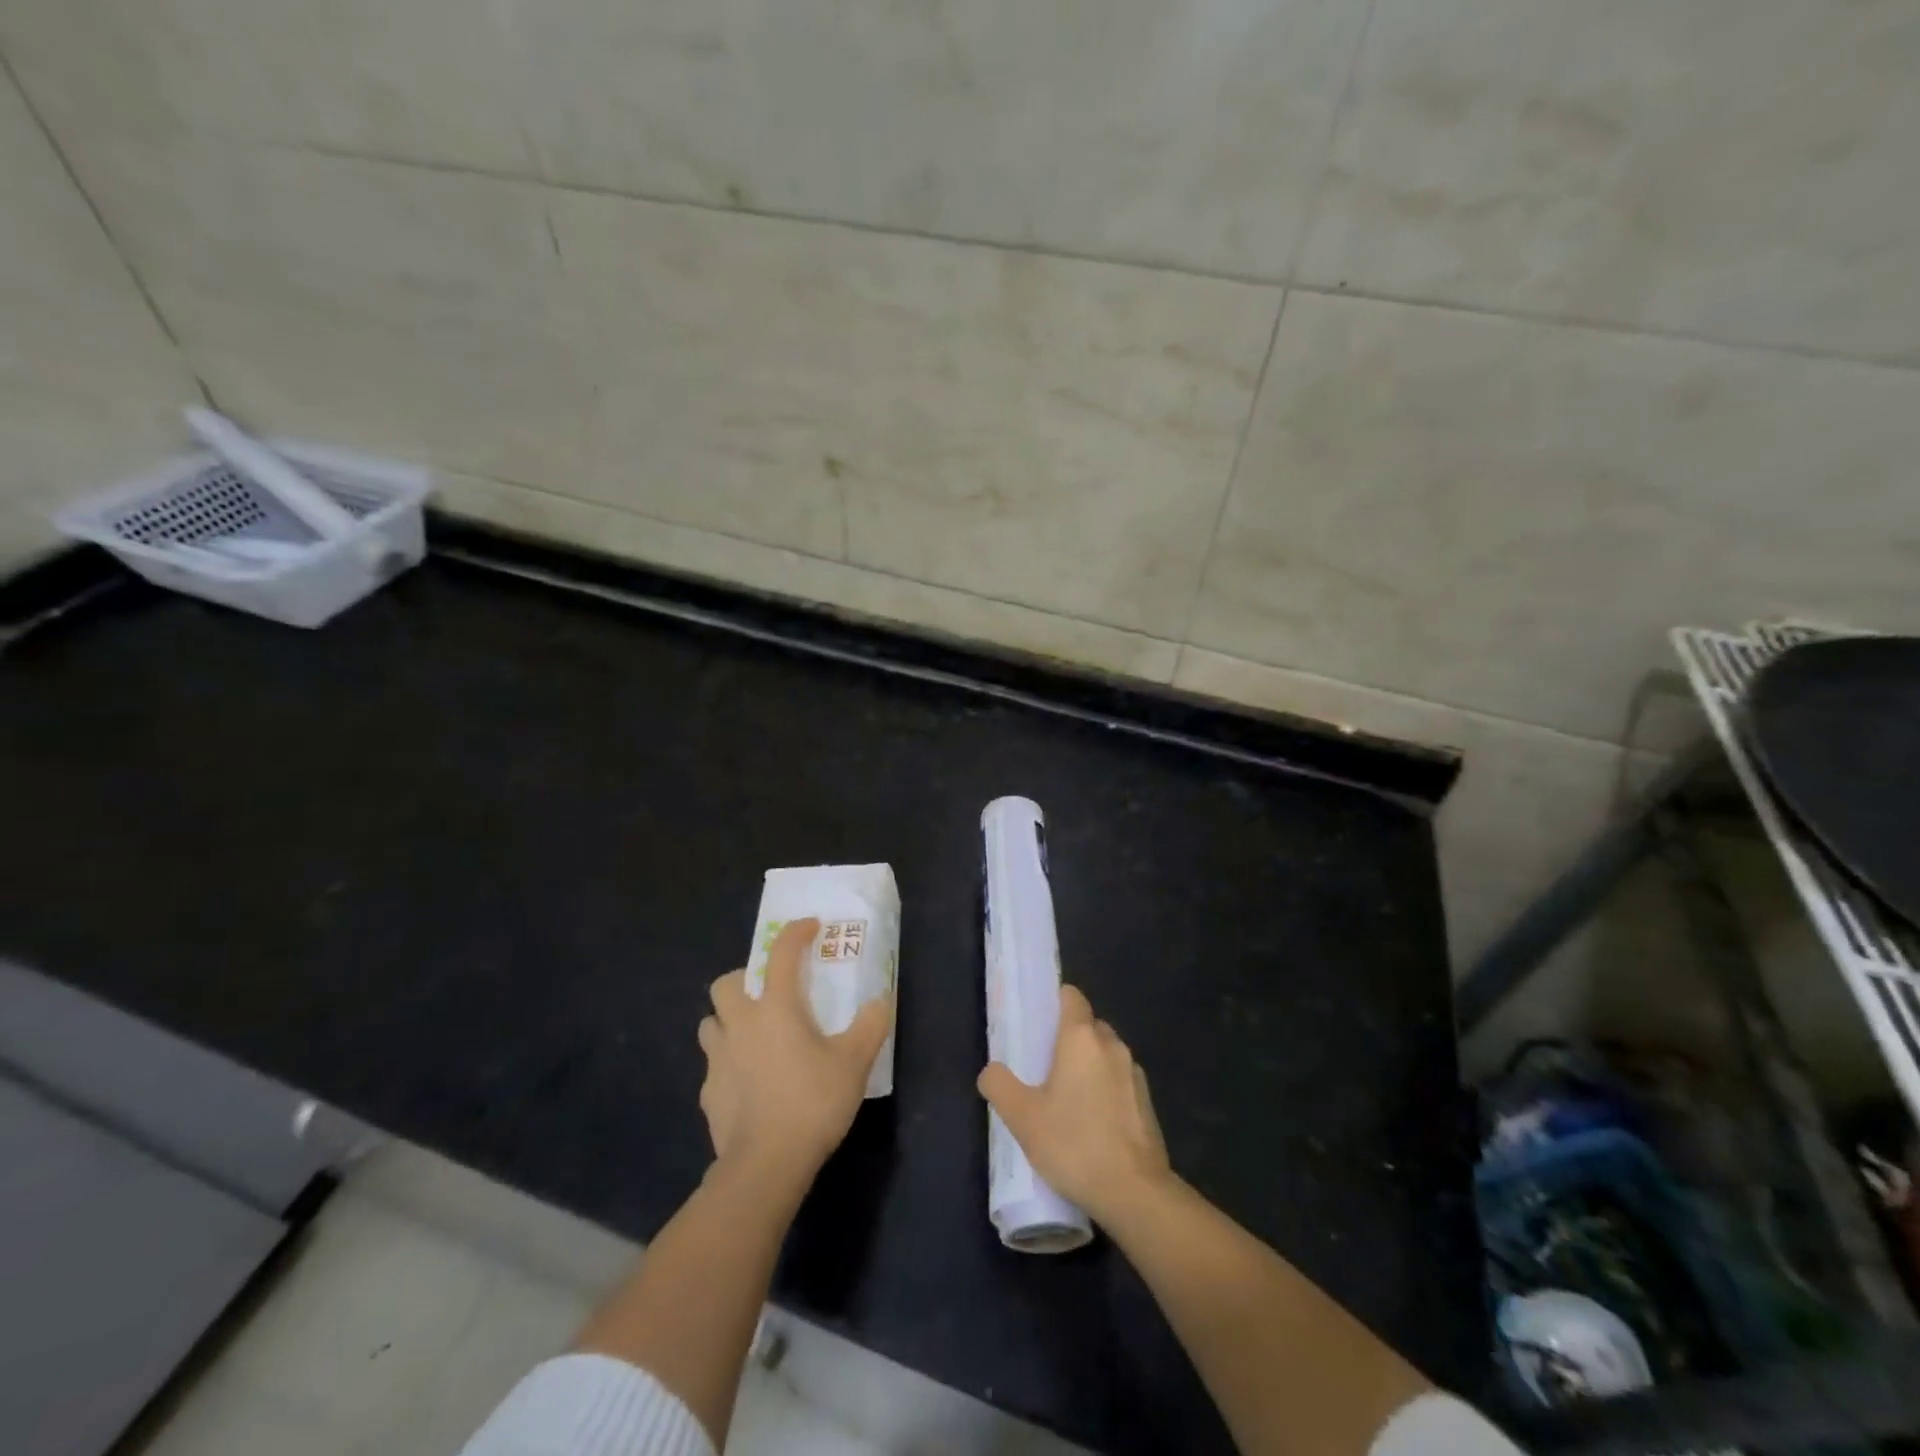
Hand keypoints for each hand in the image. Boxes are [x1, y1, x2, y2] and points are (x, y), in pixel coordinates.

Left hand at [699, 918, 892, 1188]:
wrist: (766, 1164)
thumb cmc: (812, 1102)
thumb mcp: (855, 1062)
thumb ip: (870, 1025)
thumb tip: (878, 1002)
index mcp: (776, 1008)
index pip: (781, 954)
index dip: (795, 933)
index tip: (810, 928)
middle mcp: (740, 1024)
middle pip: (725, 984)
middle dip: (742, 980)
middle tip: (768, 994)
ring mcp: (718, 1059)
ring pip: (711, 1023)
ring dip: (728, 1021)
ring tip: (753, 1036)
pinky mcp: (708, 1093)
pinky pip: (713, 1065)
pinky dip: (728, 1064)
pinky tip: (749, 1083)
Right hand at [977, 985, 1170, 1223]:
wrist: (1135, 1192)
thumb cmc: (1074, 1144)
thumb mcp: (1022, 1117)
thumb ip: (999, 1085)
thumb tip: (991, 1070)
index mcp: (1081, 1037)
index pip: (1071, 996)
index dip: (1054, 1002)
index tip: (1038, 1023)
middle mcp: (1112, 1045)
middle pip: (1088, 1024)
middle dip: (1068, 1038)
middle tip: (1044, 1066)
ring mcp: (1134, 1073)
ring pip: (1106, 1053)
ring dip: (1088, 1065)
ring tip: (1067, 1098)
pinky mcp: (1147, 1102)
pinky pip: (1120, 1081)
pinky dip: (1106, 1089)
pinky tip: (1092, 1122)